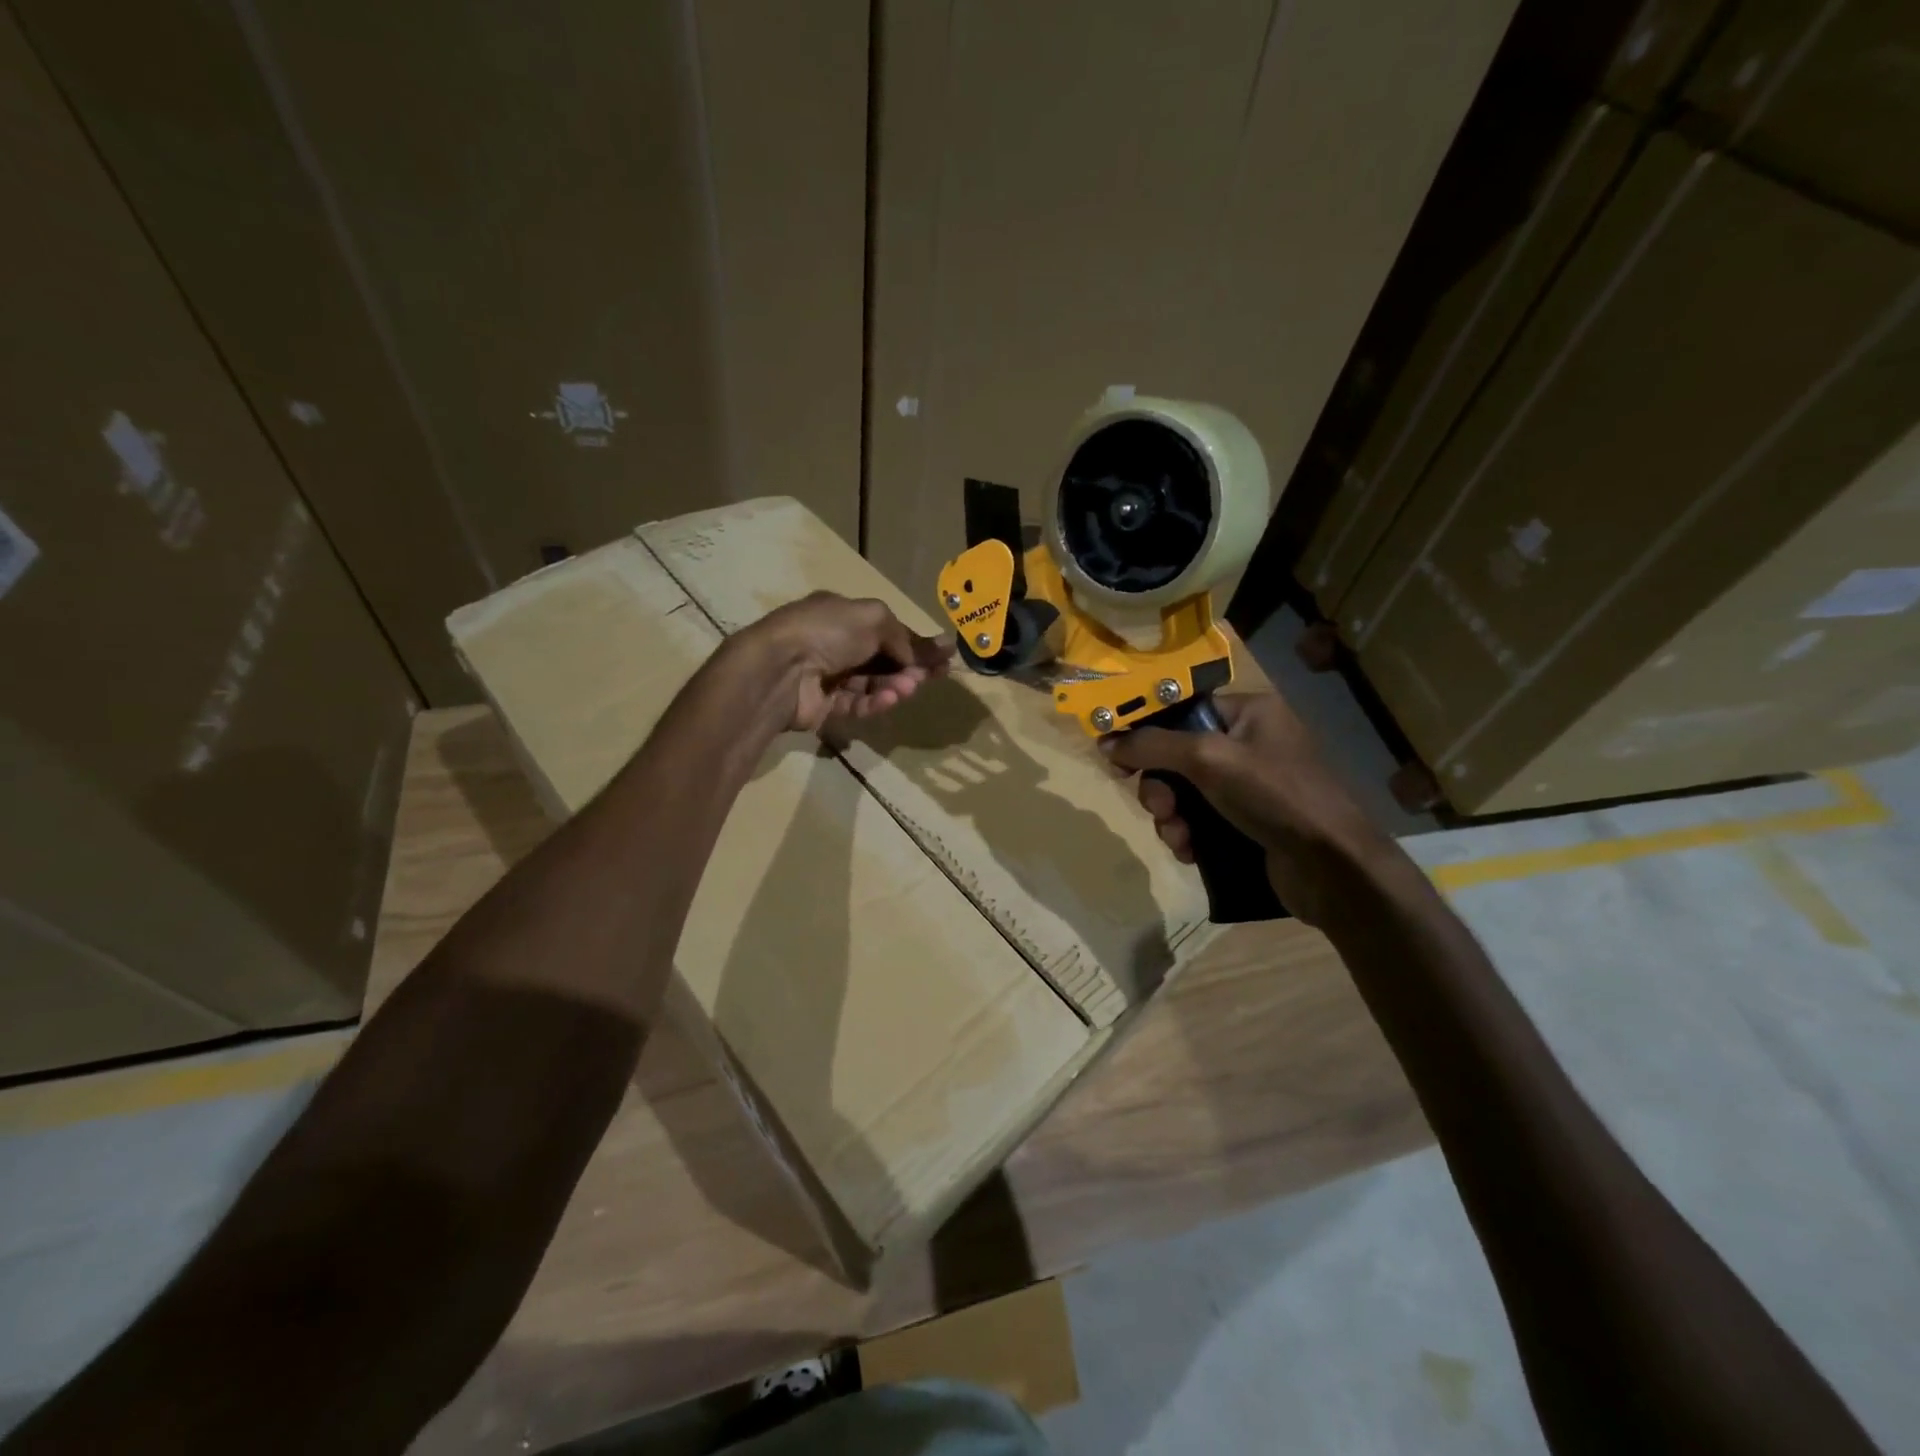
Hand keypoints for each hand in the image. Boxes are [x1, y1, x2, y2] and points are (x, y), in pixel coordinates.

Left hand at [742, 591, 951, 732]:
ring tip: (909, 689)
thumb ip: (904, 636)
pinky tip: (890, 700)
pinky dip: (875, 702)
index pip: (886, 629)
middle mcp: (834, 643)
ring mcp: (827, 676)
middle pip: (882, 658)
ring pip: (872, 683)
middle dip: (910, 666)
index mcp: (841, 614)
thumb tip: (930, 651)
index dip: (915, 642)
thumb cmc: (826, 631)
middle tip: (936, 676)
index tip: (944, 656)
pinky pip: (856, 703)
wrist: (779, 669)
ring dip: (894, 685)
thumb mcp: (873, 619)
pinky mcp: (824, 706)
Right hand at [1100, 691, 1398, 925]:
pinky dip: (1188, 835)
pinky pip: (1199, 821)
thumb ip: (1153, 745)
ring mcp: (1249, 787)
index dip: (1146, 732)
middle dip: (1161, 786)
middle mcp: (1248, 744)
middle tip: (1160, 807)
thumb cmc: (1274, 795)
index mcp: (1248, 712)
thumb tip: (1106, 742)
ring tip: (1179, 837)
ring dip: (1171, 817)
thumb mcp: (1208, 759)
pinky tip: (1191, 853)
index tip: (1117, 756)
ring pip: (1184, 793)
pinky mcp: (1247, 823)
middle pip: (1177, 756)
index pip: (1182, 710)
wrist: (1332, 867)